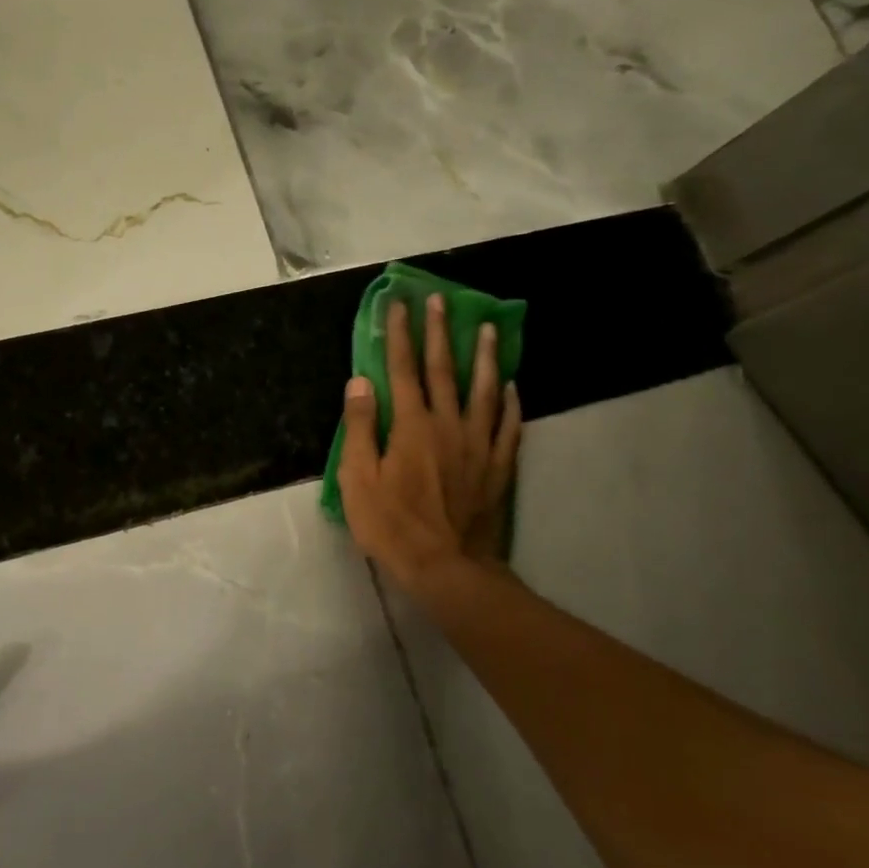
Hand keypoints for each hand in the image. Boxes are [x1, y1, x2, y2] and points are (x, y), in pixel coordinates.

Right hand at [338, 294, 521, 590]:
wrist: (447, 567)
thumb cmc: (392, 526)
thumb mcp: (358, 479)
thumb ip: (360, 428)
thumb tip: (360, 382)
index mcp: (411, 426)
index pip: (402, 369)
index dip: (399, 335)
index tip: (399, 304)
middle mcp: (448, 425)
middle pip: (444, 370)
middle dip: (440, 332)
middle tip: (441, 300)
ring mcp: (478, 444)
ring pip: (483, 391)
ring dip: (484, 357)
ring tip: (488, 329)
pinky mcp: (498, 467)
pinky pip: (508, 426)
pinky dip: (509, 403)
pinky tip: (510, 387)